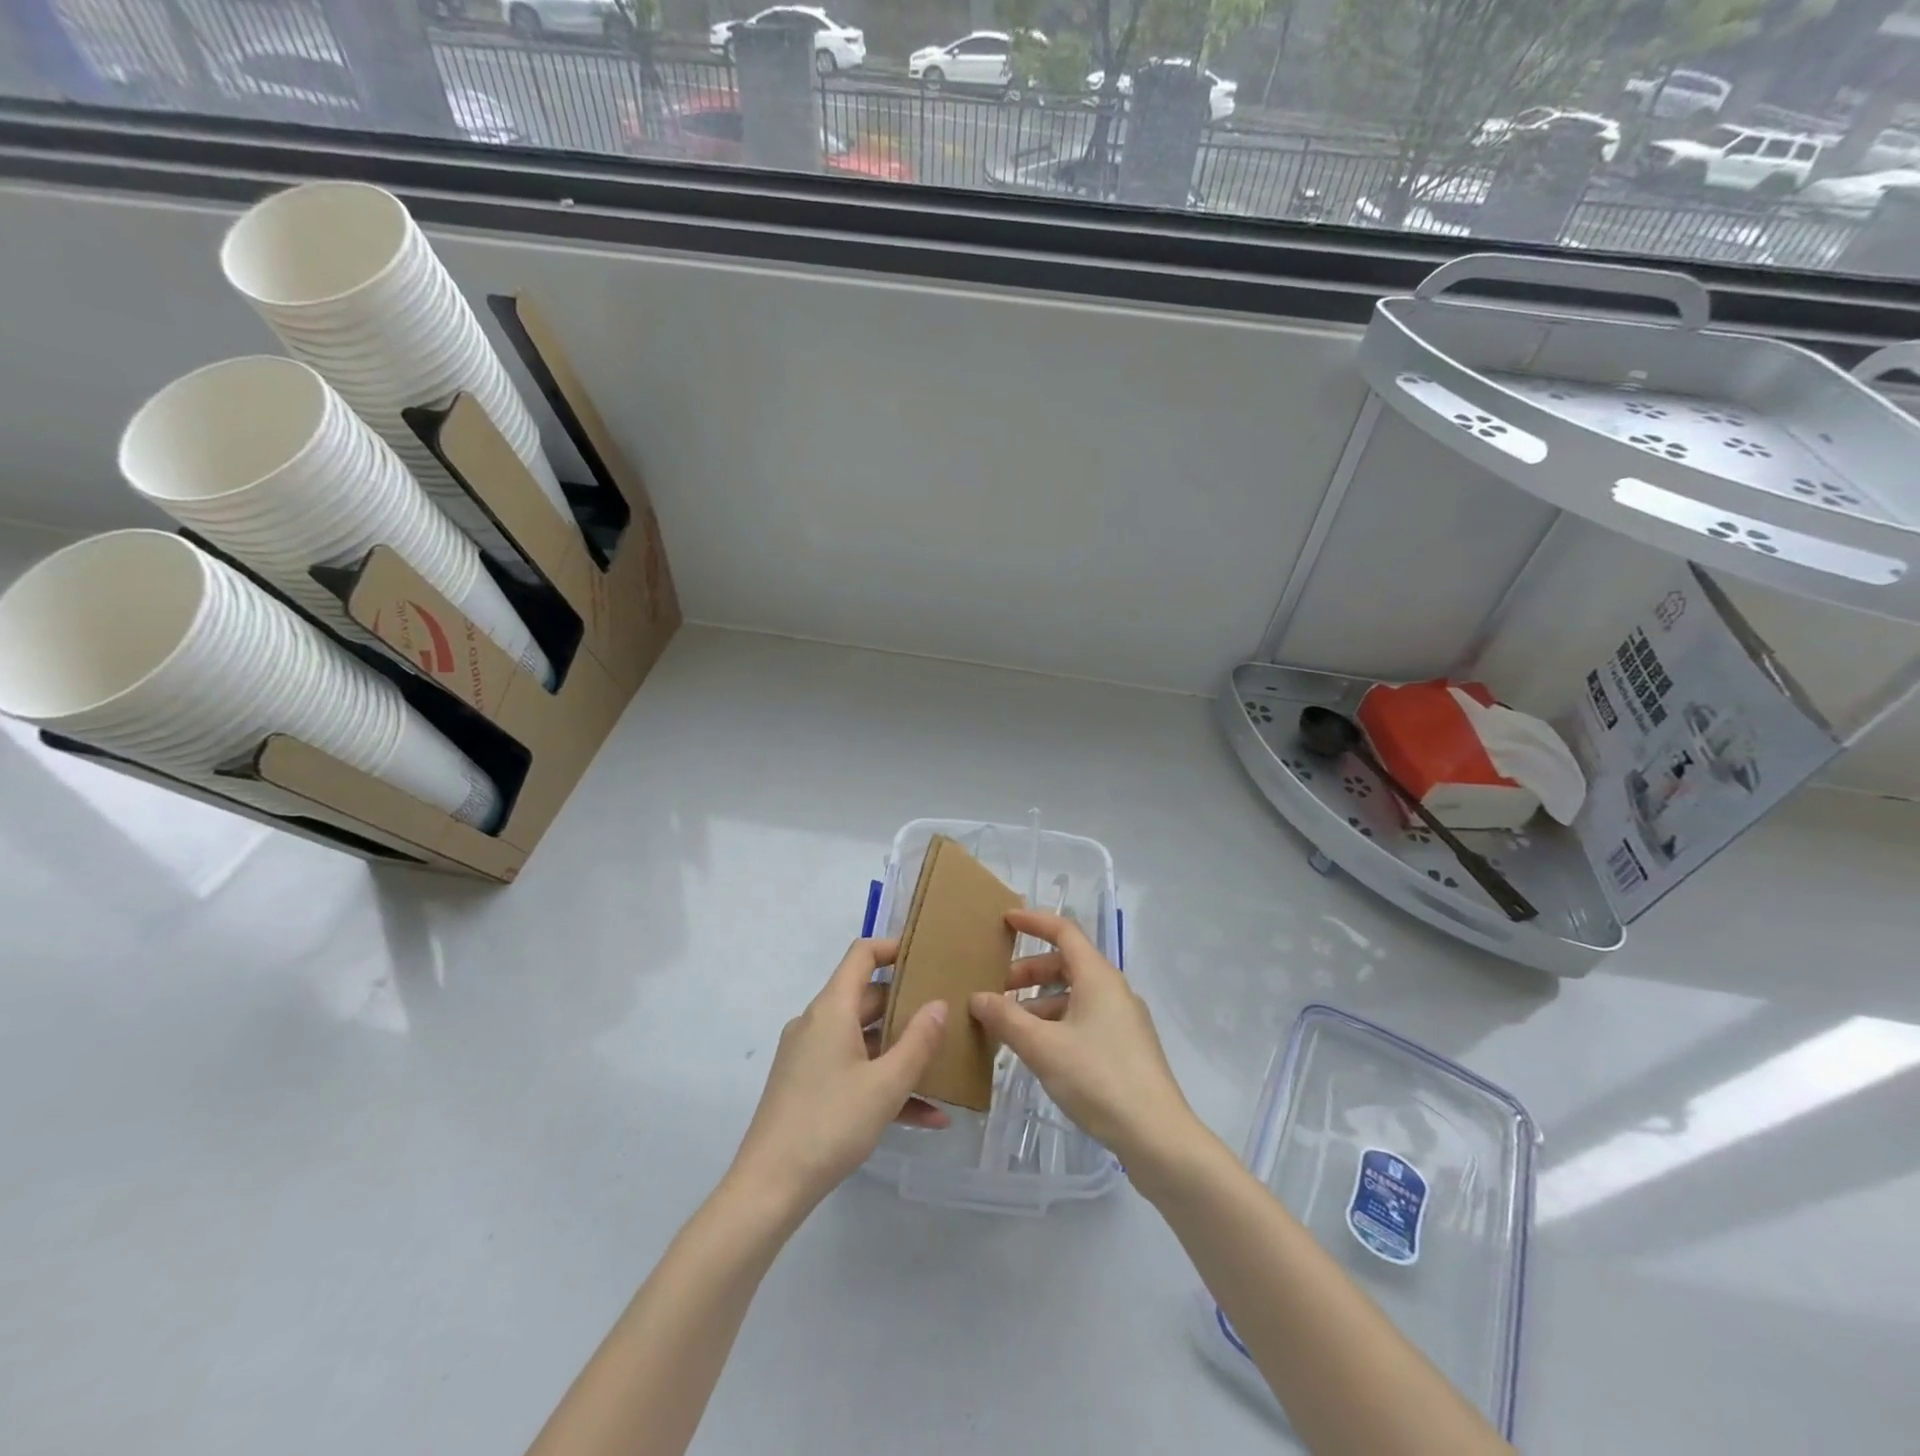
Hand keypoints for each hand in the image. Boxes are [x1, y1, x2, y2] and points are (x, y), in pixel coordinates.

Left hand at [730, 938, 950, 1214]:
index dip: (893, 947)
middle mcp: (817, 1023)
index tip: (928, 955)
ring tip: (946, 1066)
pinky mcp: (807, 1086)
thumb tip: (939, 1004)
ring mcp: (809, 1056)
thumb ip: (918, 1042)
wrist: (768, 1188)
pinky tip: (927, 1115)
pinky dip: (883, 1083)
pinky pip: (853, 1070)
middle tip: (948, 1013)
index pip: (861, 955)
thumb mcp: (885, 1085)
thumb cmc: (829, 1124)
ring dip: (901, 1052)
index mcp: (831, 1010)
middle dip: (908, 1005)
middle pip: (867, 998)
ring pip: (864, 1039)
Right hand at [968, 909, 1198, 1167]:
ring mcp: (1123, 1020)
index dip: (1034, 922)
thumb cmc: (1098, 1078)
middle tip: (997, 989)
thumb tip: (977, 998)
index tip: (1005, 921)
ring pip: (1075, 995)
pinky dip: (1057, 1022)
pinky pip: (1084, 1019)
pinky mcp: (1126, 1048)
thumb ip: (1007, 1019)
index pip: (1064, 932)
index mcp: (1098, 977)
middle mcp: (1114, 990)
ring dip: (1040, 1002)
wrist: (1157, 1136)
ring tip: (1010, 1026)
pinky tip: (1038, 1051)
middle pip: (1067, 964)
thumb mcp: (1043, 1047)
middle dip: (1030, 971)